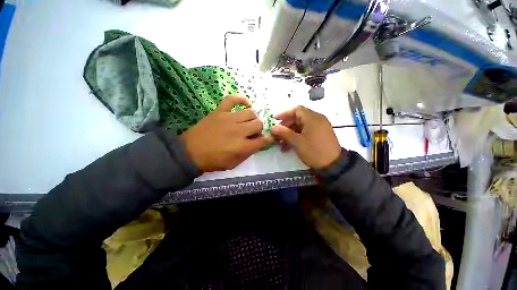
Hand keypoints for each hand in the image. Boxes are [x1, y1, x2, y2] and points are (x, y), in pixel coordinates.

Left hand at [179, 95, 272, 172]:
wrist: (189, 152)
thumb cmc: (213, 161)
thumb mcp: (233, 164)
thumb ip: (248, 153)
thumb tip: (258, 143)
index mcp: (242, 147)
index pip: (263, 140)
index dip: (269, 139)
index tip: (270, 138)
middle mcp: (239, 131)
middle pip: (259, 124)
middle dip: (259, 129)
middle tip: (253, 133)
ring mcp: (229, 119)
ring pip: (250, 112)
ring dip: (253, 118)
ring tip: (248, 122)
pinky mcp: (220, 111)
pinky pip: (233, 99)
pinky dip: (241, 99)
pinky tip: (246, 104)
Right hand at [271, 106, 341, 169]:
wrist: (333, 165)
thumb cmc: (314, 151)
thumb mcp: (297, 142)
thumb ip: (284, 133)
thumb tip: (273, 128)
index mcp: (313, 118)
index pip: (296, 110)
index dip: (284, 114)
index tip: (275, 120)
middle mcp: (317, 119)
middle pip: (298, 118)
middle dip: (286, 126)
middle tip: (277, 133)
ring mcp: (320, 127)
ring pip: (301, 126)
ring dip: (290, 133)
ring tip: (281, 142)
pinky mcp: (320, 135)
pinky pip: (306, 132)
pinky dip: (297, 136)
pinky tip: (289, 146)